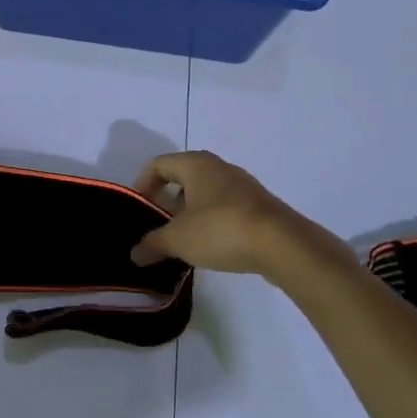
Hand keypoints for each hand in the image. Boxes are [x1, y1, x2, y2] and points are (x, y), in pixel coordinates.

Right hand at [129, 151, 320, 277]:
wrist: (282, 244)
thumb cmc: (221, 229)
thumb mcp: (178, 239)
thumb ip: (153, 244)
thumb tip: (134, 253)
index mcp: (195, 164)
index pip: (159, 164)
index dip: (143, 184)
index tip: (139, 209)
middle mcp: (218, 167)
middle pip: (183, 177)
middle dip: (167, 201)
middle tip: (158, 226)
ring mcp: (242, 185)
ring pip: (206, 193)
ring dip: (190, 213)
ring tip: (183, 240)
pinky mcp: (259, 206)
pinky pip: (225, 207)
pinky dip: (212, 221)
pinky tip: (212, 246)